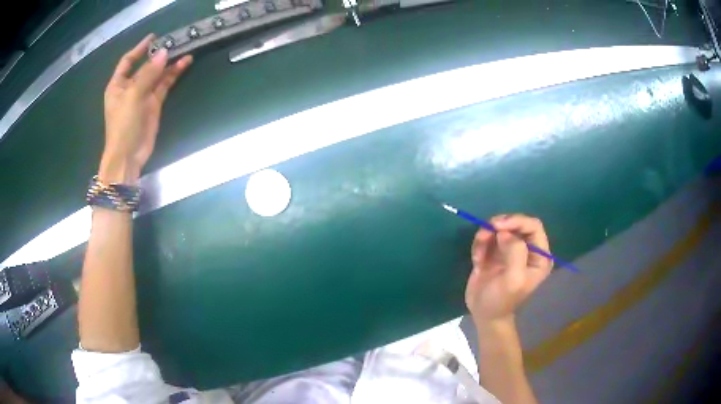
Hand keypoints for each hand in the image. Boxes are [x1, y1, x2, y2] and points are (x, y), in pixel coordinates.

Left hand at [100, 35, 192, 183]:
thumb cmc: (123, 125)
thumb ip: (148, 73)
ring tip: (185, 50)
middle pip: (145, 66)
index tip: (154, 37)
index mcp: (118, 84)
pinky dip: (173, 75)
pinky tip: (184, 64)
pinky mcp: (154, 104)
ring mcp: (143, 95)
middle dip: (158, 54)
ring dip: (169, 63)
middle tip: (175, 41)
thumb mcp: (133, 96)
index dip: (139, 48)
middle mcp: (130, 87)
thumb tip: (164, 52)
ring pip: (157, 74)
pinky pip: (164, 85)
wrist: (128, 155)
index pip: (128, 61)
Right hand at [465, 214, 551, 325]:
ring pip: (499, 227)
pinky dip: (480, 244)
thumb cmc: (502, 300)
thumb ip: (515, 252)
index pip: (533, 226)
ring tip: (478, 254)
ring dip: (486, 235)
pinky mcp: (495, 251)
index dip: (517, 221)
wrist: (483, 314)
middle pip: (516, 223)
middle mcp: (528, 249)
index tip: (498, 226)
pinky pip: (487, 236)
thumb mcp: (513, 279)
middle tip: (484, 235)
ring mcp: (511, 249)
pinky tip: (477, 260)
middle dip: (499, 226)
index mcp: (539, 256)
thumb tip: (504, 232)